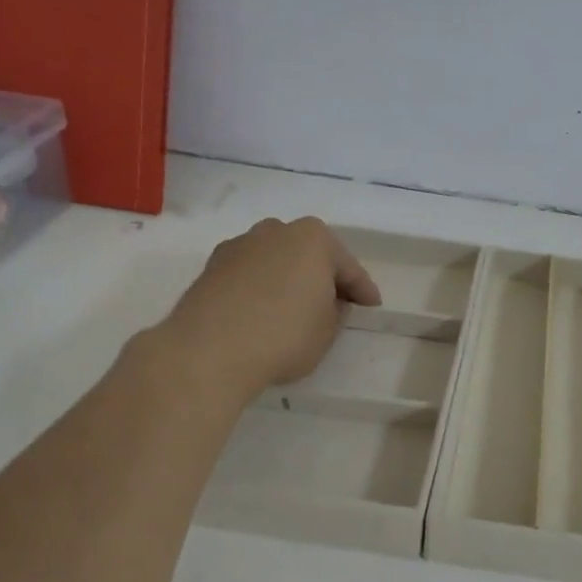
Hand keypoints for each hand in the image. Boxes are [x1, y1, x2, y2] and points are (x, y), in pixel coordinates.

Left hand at [154, 218, 380, 403]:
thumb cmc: (284, 336)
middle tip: (336, 302)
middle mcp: (276, 231)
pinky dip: (261, 287)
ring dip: (288, 278)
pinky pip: (250, 274)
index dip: (363, 290)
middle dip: (323, 275)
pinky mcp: (211, 266)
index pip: (348, 267)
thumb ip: (335, 311)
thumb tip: (326, 301)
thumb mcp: (328, 330)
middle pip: (309, 254)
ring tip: (295, 307)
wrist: (209, 350)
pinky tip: (264, 311)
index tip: (372, 306)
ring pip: (276, 260)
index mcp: (313, 239)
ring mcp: (239, 245)